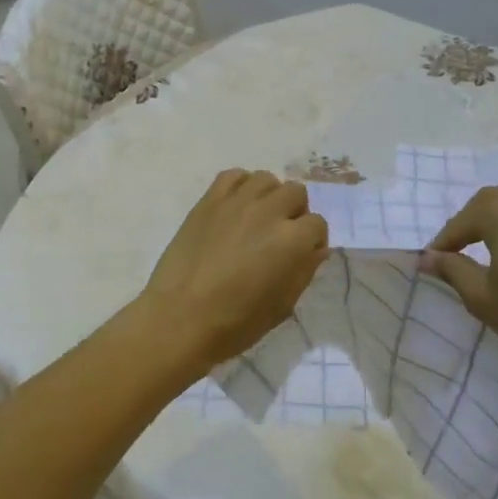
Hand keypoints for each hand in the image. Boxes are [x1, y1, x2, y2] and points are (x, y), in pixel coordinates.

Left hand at [140, 170, 329, 370]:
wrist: (180, 318)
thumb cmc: (236, 323)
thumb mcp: (283, 305)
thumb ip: (304, 271)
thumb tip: (315, 249)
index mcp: (292, 240)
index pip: (317, 224)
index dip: (312, 241)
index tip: (302, 255)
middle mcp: (268, 211)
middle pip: (295, 192)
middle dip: (295, 213)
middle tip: (281, 236)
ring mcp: (236, 202)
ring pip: (266, 179)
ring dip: (269, 196)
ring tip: (258, 219)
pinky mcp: (209, 201)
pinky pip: (232, 176)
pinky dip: (240, 186)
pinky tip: (236, 207)